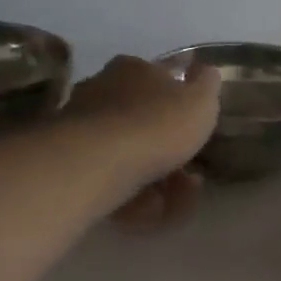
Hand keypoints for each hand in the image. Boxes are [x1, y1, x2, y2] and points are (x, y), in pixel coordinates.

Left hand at [66, 56, 220, 225]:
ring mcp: (83, 129)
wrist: (98, 162)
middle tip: (191, 176)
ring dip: (157, 181)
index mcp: (134, 70)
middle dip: (169, 151)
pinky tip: (150, 210)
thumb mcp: (200, 100)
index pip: (161, 78)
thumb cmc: (156, 124)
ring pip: (129, 155)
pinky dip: (134, 198)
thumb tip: (206, 70)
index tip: (197, 128)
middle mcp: (103, 91)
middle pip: (143, 121)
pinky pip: (112, 181)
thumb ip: (207, 85)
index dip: (182, 103)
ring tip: (176, 202)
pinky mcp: (73, 164)